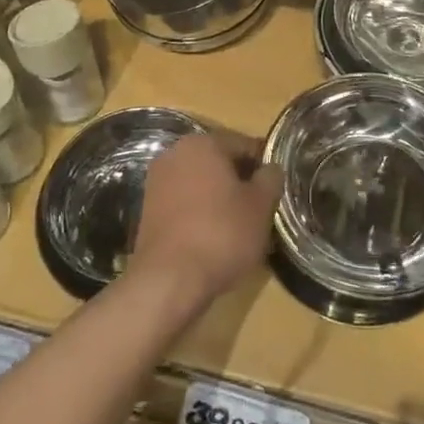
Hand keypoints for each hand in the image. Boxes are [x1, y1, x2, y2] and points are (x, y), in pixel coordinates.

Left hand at [130, 132, 281, 313]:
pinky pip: (184, 202)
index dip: (264, 165)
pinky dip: (200, 213)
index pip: (244, 144)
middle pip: (220, 162)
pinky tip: (214, 238)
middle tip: (260, 209)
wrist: (169, 280)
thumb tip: (270, 169)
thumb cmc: (222, 234)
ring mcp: (157, 181)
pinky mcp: (148, 209)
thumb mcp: (260, 205)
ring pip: (201, 183)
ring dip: (220, 198)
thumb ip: (270, 178)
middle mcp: (175, 153)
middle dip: (240, 182)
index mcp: (203, 143)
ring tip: (239, 227)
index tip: (276, 189)